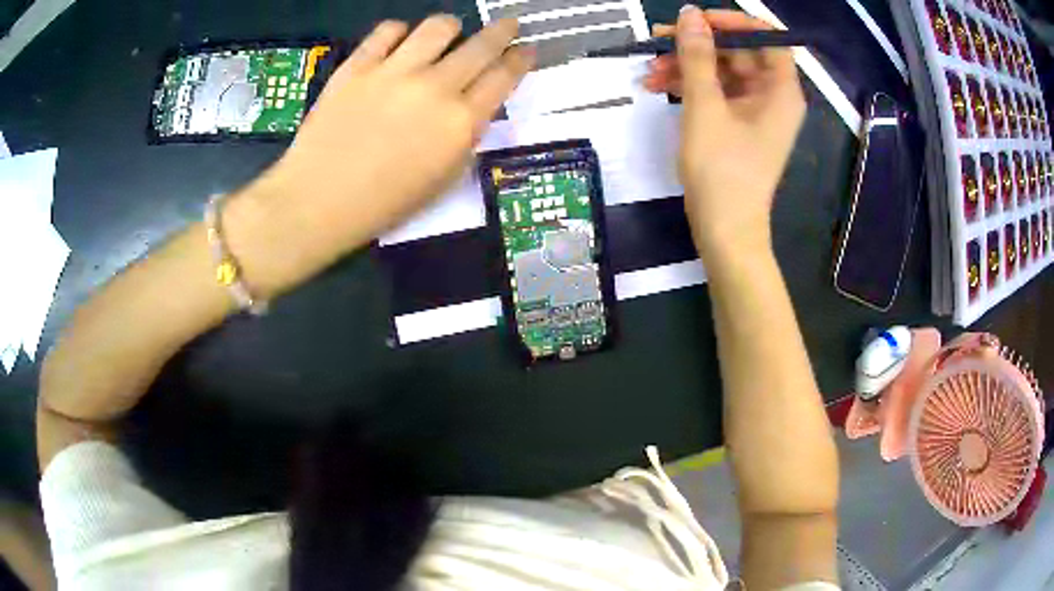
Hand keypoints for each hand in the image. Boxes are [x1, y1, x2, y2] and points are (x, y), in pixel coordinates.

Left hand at [233, 16, 532, 290]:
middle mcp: (435, 88)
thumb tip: (473, 106)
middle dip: (502, 31)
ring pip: (438, 26)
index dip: (521, 59)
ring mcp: (394, 72)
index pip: (504, 77)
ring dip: (450, 28)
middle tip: (508, 24)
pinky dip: (399, 33)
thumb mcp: (443, 180)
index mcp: (461, 122)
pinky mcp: (358, 66)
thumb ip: (465, 137)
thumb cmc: (384, 203)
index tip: (526, 49)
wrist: (319, 200)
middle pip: (482, 45)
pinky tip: (398, 43)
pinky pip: (388, 30)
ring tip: (446, 35)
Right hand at [643, 7, 804, 255]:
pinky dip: (691, 87)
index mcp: (781, 89)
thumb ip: (697, 55)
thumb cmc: (721, 169)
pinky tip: (658, 87)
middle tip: (657, 43)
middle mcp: (774, 96)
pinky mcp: (740, 125)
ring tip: (649, 73)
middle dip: (697, 45)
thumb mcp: (705, 105)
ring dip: (687, 67)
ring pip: (722, 72)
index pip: (766, 36)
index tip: (696, 21)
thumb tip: (689, 13)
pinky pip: (717, 92)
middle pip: (739, 52)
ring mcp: (756, 111)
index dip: (733, 21)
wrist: (724, 231)